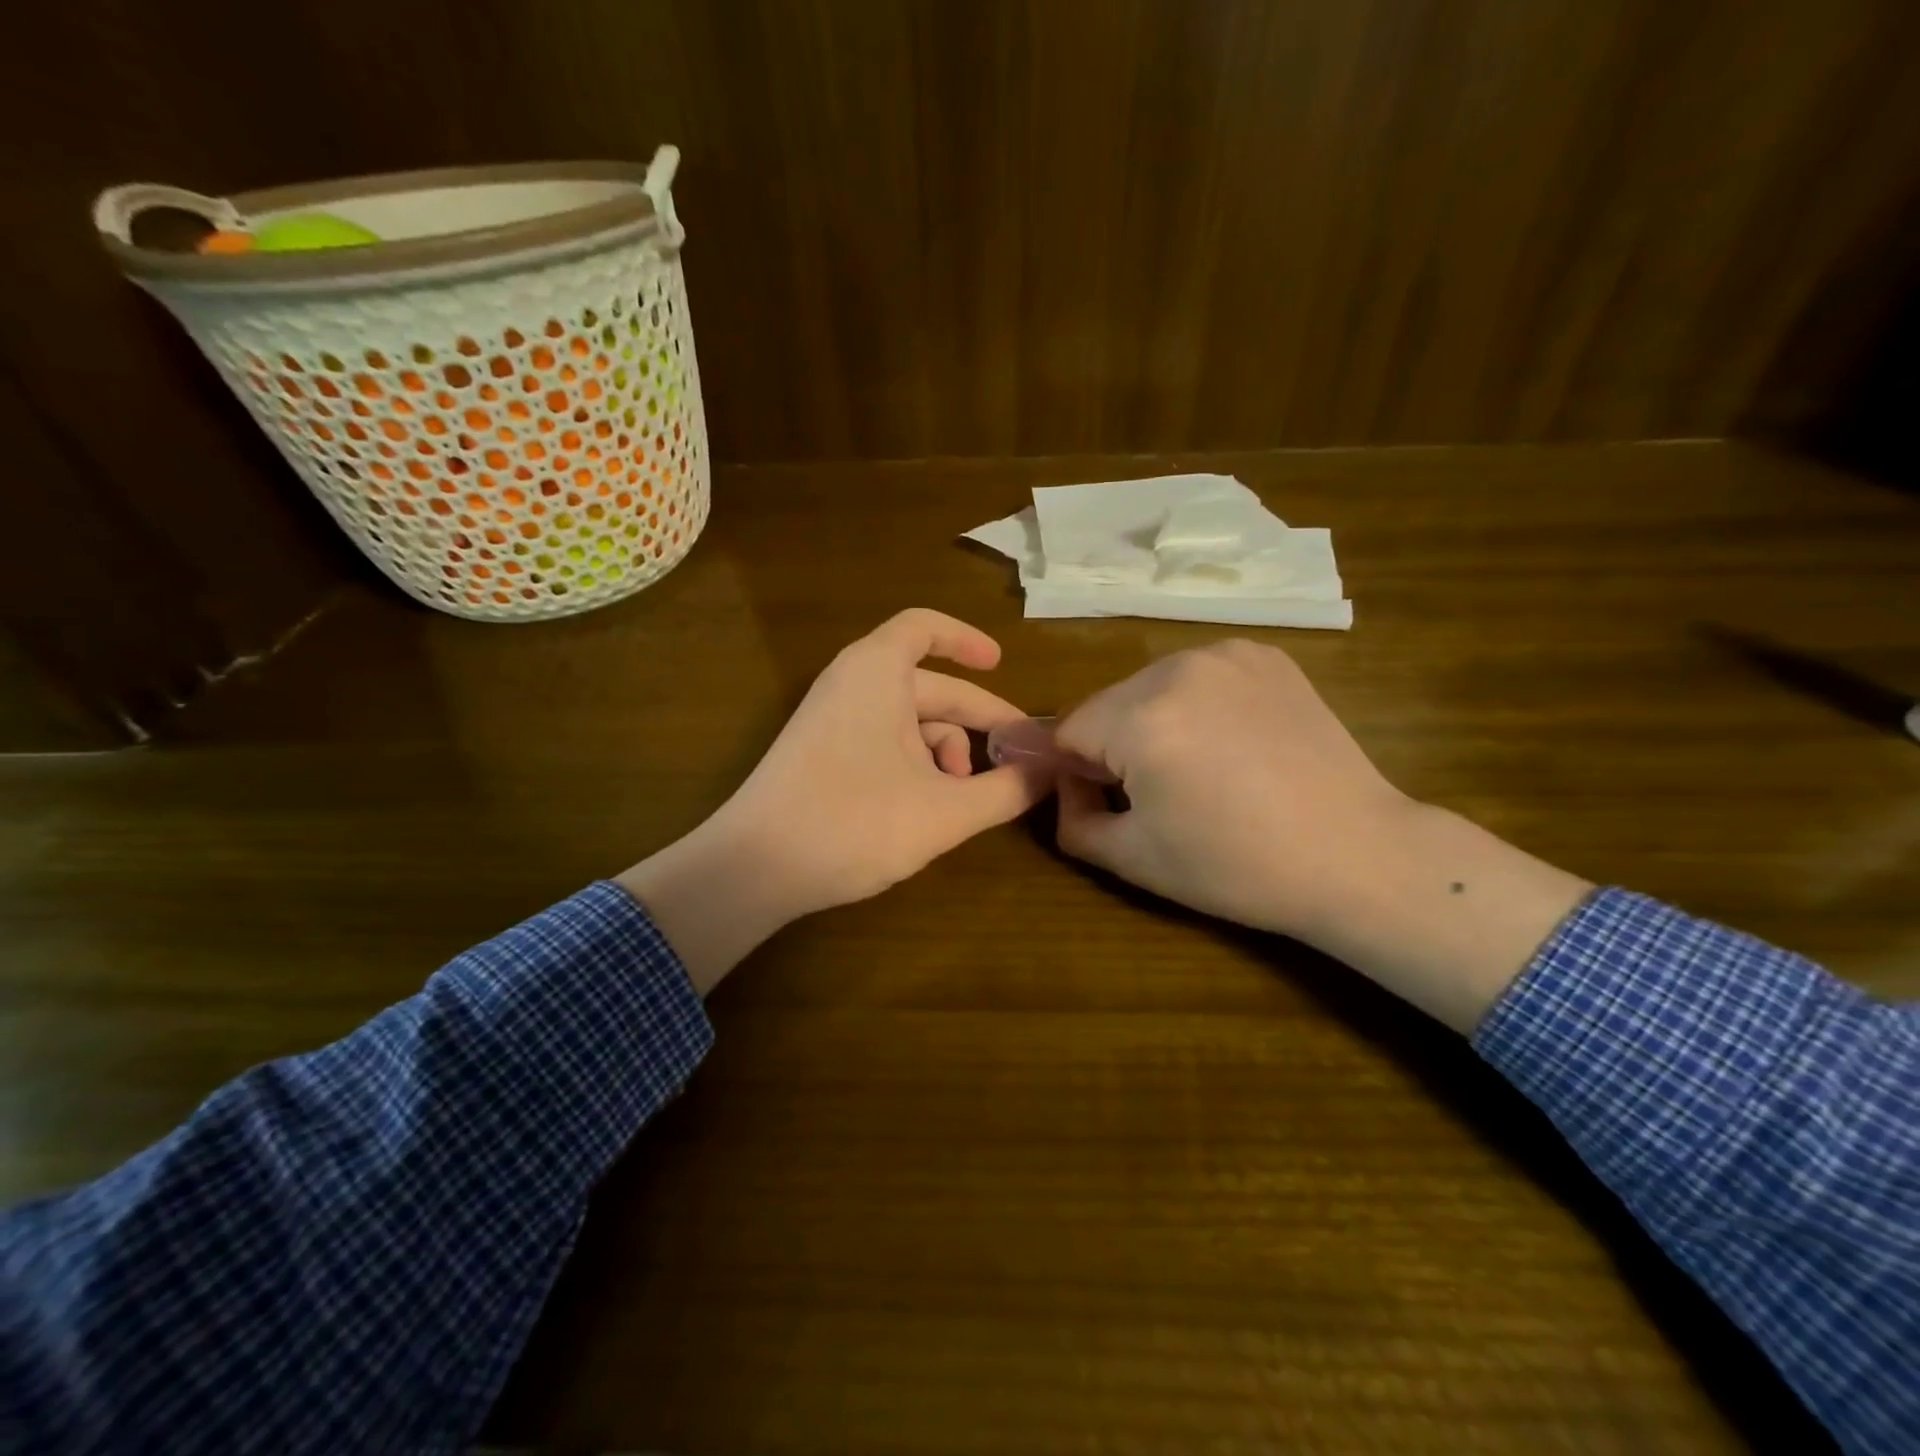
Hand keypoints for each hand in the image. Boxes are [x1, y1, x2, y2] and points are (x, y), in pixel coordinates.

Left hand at [619, 609, 1047, 991]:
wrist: (753, 868)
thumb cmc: (854, 824)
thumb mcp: (944, 812)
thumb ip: (1005, 791)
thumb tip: (1050, 773)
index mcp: (876, 672)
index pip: (924, 628)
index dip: (967, 640)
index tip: (1001, 664)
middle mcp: (851, 684)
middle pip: (928, 686)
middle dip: (975, 721)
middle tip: (1017, 757)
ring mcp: (831, 720)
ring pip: (907, 721)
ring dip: (945, 752)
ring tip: (965, 798)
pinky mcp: (820, 754)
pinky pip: (881, 741)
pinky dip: (914, 764)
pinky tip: (929, 807)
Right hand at [1053, 639, 1407, 938]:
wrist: (1355, 854)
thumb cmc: (1236, 866)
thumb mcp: (1133, 859)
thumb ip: (1071, 820)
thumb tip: (1066, 786)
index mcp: (1140, 718)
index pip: (1066, 729)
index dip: (1075, 771)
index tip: (1108, 802)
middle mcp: (1177, 668)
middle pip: (1107, 703)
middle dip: (1113, 744)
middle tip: (1156, 791)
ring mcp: (1226, 655)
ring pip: (1151, 686)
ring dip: (1153, 720)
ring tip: (1200, 766)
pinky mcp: (1265, 655)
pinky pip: (1199, 675)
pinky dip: (1197, 703)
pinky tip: (1233, 741)